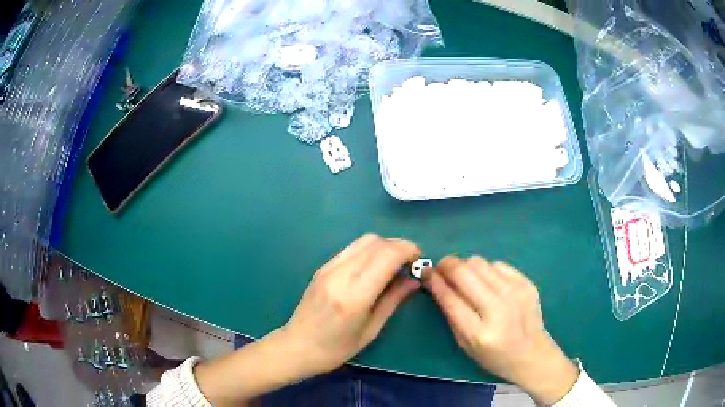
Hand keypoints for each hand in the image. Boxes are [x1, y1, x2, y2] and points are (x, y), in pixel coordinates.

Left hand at [276, 234, 421, 377]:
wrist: (298, 346)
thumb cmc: (337, 348)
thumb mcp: (371, 330)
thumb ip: (393, 300)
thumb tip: (414, 280)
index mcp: (355, 296)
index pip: (386, 255)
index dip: (408, 250)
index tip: (420, 259)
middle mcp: (340, 275)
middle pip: (376, 242)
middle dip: (399, 246)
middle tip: (411, 261)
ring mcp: (328, 268)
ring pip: (363, 240)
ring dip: (384, 245)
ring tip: (394, 263)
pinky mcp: (322, 267)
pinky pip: (351, 249)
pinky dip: (368, 250)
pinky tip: (373, 266)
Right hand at [424, 256, 577, 404]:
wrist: (533, 354)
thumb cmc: (495, 357)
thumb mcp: (465, 346)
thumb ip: (451, 316)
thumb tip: (438, 285)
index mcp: (480, 332)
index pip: (451, 298)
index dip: (435, 281)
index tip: (426, 271)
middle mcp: (499, 309)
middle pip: (465, 273)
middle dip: (447, 265)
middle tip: (441, 267)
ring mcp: (515, 293)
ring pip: (480, 263)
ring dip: (465, 265)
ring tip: (463, 275)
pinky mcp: (526, 283)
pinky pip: (498, 264)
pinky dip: (486, 269)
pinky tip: (486, 280)